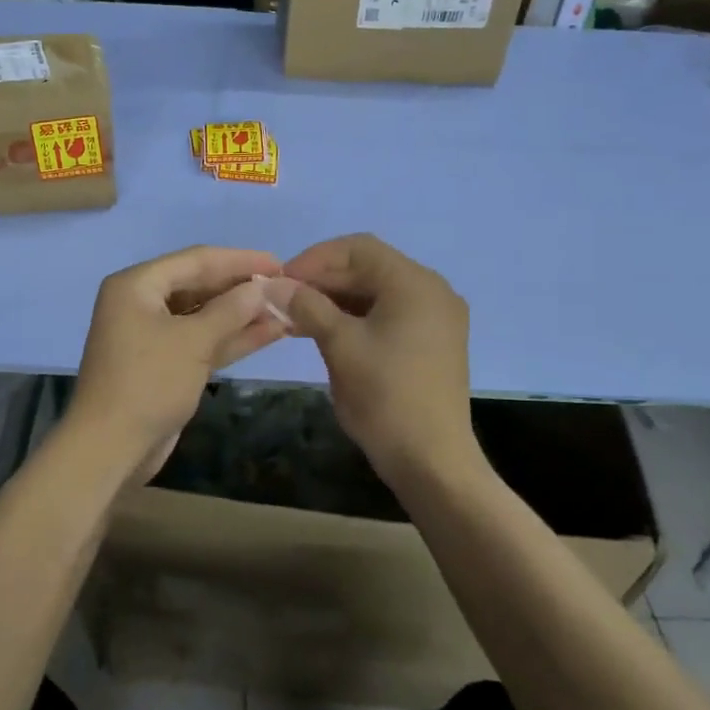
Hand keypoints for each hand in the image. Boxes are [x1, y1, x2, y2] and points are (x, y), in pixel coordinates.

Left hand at [68, 246, 288, 480]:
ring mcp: (152, 335)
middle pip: (199, 285)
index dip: (240, 260)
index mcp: (137, 285)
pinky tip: (268, 334)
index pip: (196, 260)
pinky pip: (200, 341)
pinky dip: (230, 338)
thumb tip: (263, 286)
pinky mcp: (164, 364)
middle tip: (285, 288)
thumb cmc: (149, 382)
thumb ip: (231, 310)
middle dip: (241, 288)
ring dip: (241, 315)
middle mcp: (141, 302)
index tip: (279, 264)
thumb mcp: (193, 341)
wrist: (110, 447)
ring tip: (285, 310)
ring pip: (203, 316)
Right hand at [283, 234, 481, 488]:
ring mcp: (436, 318)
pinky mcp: (433, 342)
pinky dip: (356, 318)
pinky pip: (389, 314)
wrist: (432, 461)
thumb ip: (307, 306)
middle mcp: (432, 290)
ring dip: (336, 300)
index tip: (280, 281)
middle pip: (369, 268)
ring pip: (377, 292)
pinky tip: (325, 333)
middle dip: (323, 280)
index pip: (357, 248)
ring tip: (296, 319)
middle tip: (283, 301)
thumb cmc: (385, 397)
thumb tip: (272, 283)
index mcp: (414, 283)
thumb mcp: (340, 346)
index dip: (314, 259)